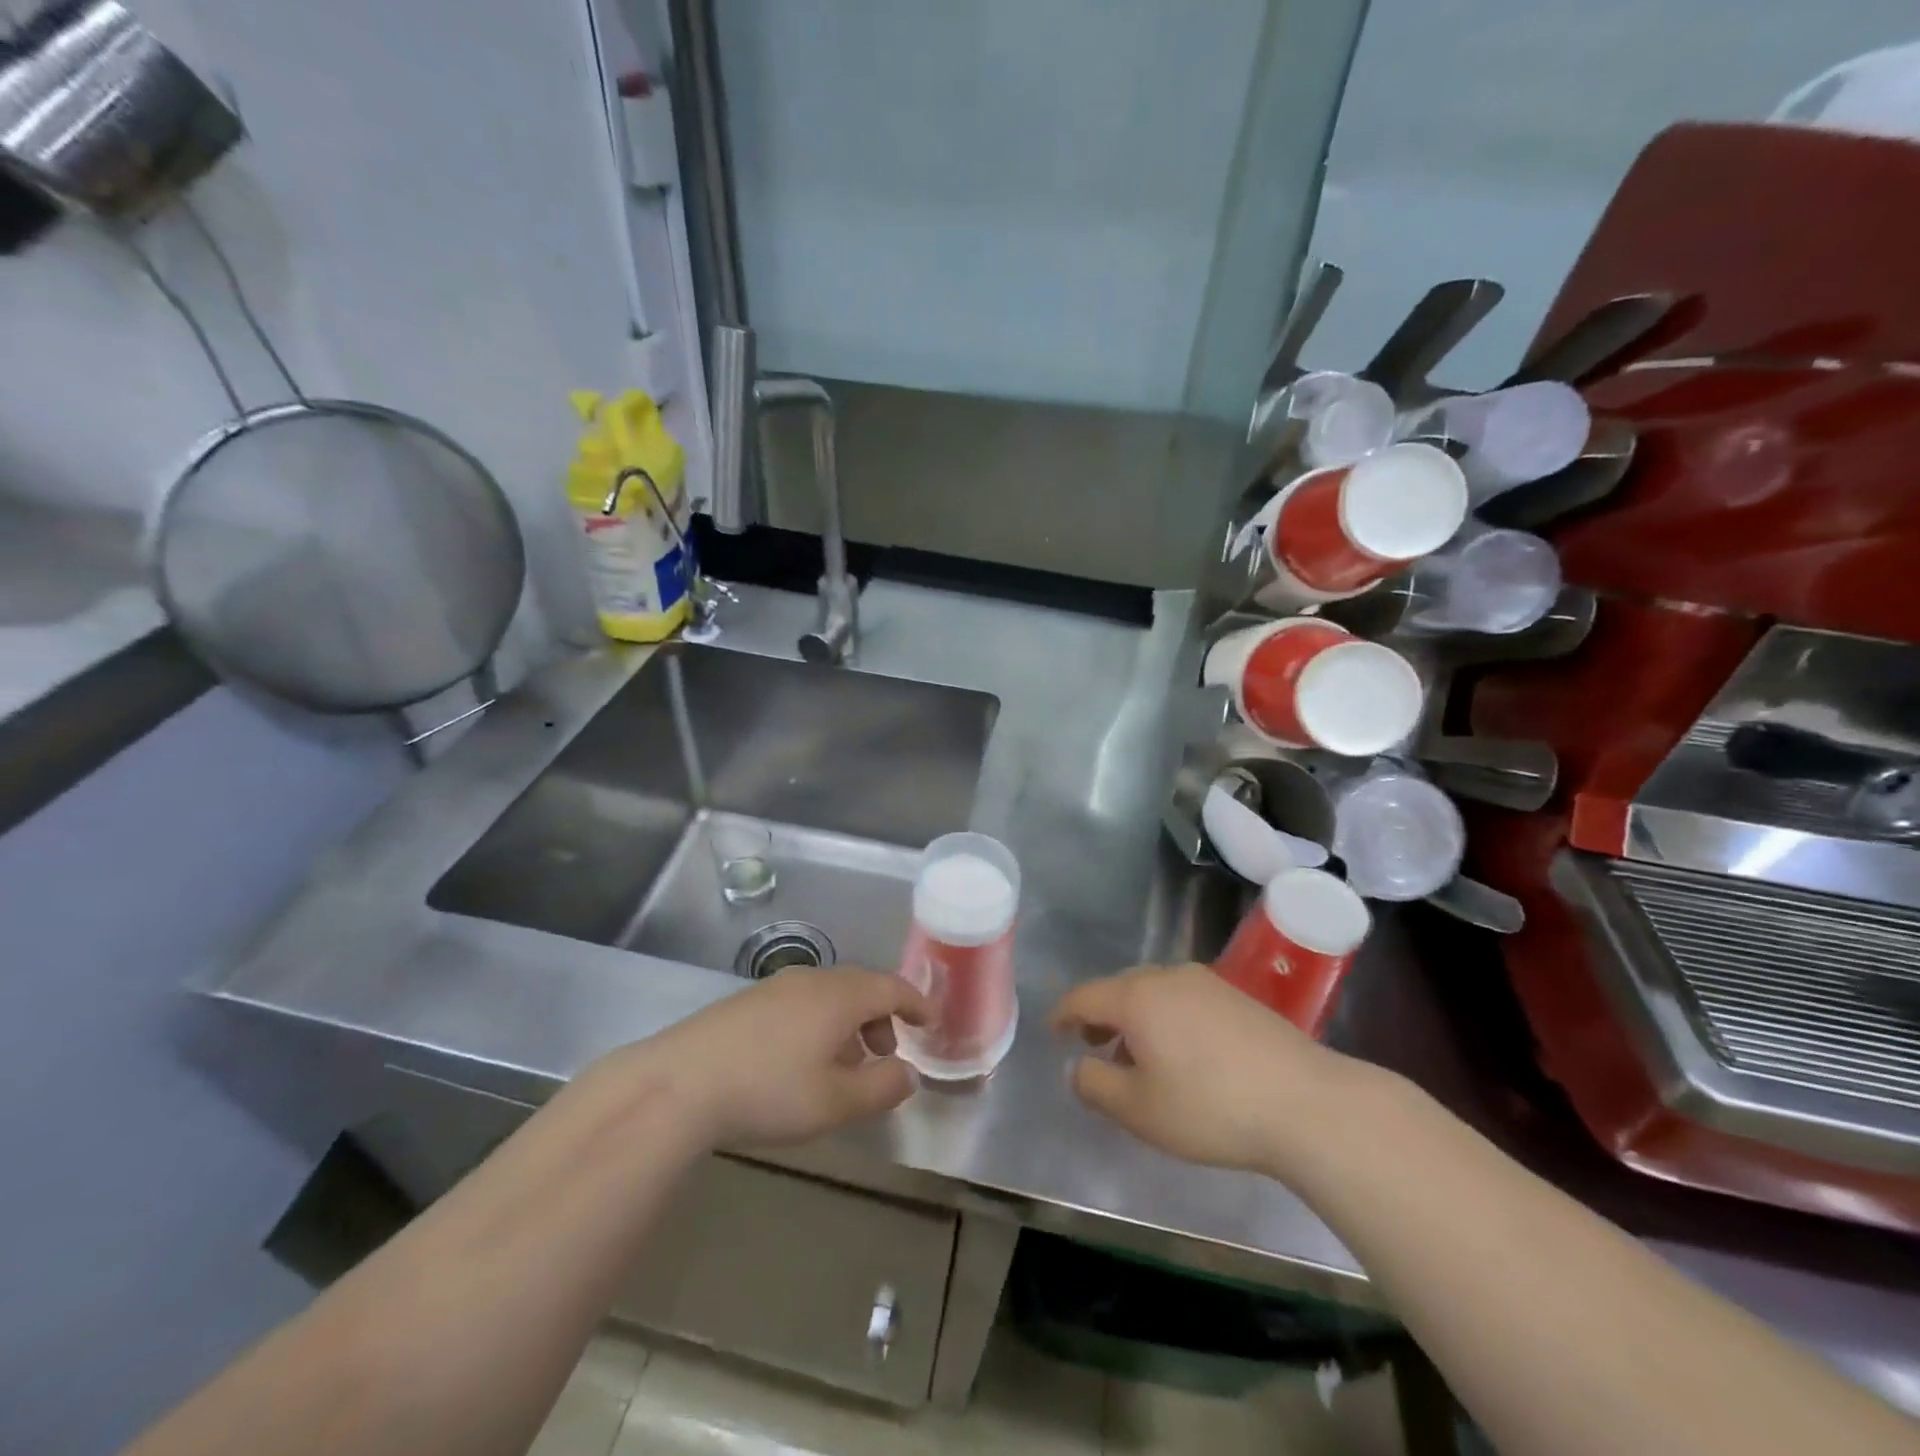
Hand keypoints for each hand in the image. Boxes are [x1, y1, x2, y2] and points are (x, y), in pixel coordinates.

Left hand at [627, 968, 932, 1148]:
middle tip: (889, 1054)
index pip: (892, 987)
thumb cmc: (768, 1090)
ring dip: (849, 1023)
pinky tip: (802, 1061)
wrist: (678, 1084)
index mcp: (840, 995)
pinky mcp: (747, 1002)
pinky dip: (819, 1024)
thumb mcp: (835, 1102)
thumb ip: (881, 1088)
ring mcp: (775, 987)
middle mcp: (812, 980)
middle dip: (882, 1017)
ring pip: (829, 995)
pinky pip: (801, 1003)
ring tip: (846, 1064)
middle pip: (861, 987)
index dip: (917, 1003)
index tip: (932, 1021)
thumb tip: (908, 1074)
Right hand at [1050, 963, 1359, 1175]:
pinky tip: (1182, 1054)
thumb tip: (1080, 1067)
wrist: (1306, 1103)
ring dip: (1135, 1019)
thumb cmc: (1210, 1107)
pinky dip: (1167, 1019)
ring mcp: (1206, 983)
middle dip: (1100, 1016)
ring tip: (1137, 1058)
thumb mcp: (1138, 1110)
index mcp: (1136, 998)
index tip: (1053, 1031)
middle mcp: (1167, 977)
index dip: (1063, 1013)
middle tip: (1093, 1047)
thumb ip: (1095, 1085)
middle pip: (1119, 989)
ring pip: (1154, 993)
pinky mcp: (1237, 997)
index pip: (1084, 996)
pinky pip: (1184, 1000)